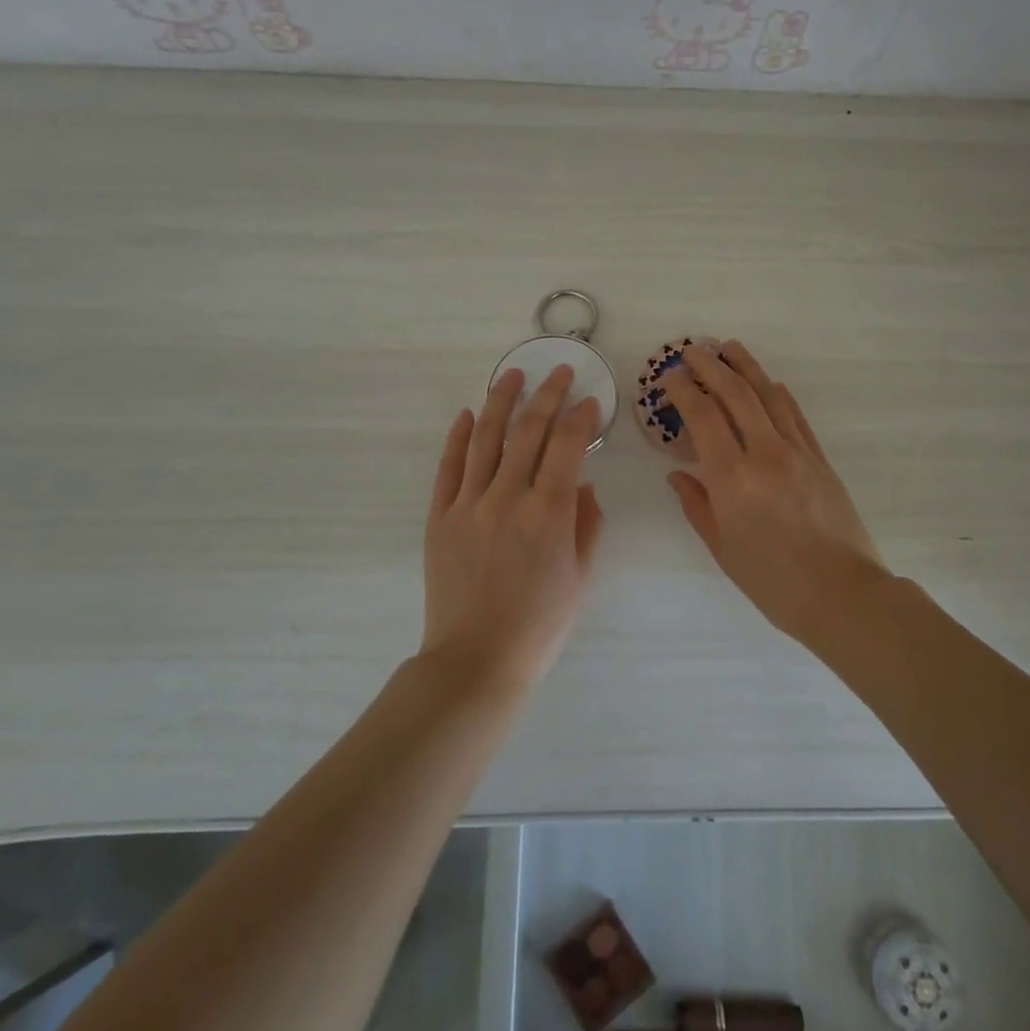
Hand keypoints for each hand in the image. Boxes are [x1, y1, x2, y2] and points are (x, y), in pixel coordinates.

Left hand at [421, 365, 604, 688]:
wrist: (476, 659)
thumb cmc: (539, 625)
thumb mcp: (580, 577)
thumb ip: (587, 524)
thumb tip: (583, 485)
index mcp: (548, 513)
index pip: (567, 445)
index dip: (581, 416)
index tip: (589, 400)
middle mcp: (507, 497)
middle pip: (528, 431)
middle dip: (546, 394)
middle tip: (557, 371)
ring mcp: (468, 504)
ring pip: (485, 438)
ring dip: (500, 401)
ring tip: (511, 375)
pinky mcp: (439, 517)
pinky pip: (448, 467)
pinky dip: (458, 437)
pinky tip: (467, 415)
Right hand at [664, 341, 887, 640]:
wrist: (842, 594)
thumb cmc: (772, 581)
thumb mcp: (722, 548)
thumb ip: (697, 505)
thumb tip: (678, 474)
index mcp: (732, 478)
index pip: (702, 416)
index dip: (683, 390)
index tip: (669, 376)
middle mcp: (764, 453)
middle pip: (735, 394)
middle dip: (711, 366)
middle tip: (693, 349)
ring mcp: (797, 452)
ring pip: (768, 395)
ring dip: (746, 367)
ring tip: (729, 348)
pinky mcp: (820, 458)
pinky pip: (795, 415)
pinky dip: (778, 394)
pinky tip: (769, 383)